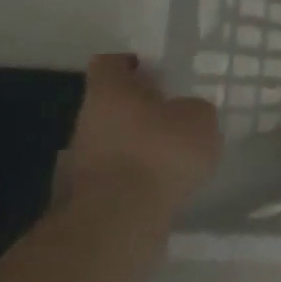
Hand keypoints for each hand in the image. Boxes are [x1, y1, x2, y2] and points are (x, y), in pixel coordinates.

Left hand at [65, 54, 220, 205]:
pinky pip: (115, 174)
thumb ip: (194, 110)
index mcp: (110, 92)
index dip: (128, 63)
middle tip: (171, 115)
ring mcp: (81, 160)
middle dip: (138, 109)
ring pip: (112, 141)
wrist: (120, 217)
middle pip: (110, 105)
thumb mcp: (199, 119)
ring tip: (172, 156)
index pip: (109, 63)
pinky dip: (135, 176)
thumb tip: (185, 114)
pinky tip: (161, 184)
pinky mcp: (86, 195)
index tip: (150, 70)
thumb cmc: (159, 151)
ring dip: (136, 145)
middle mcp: (87, 121)